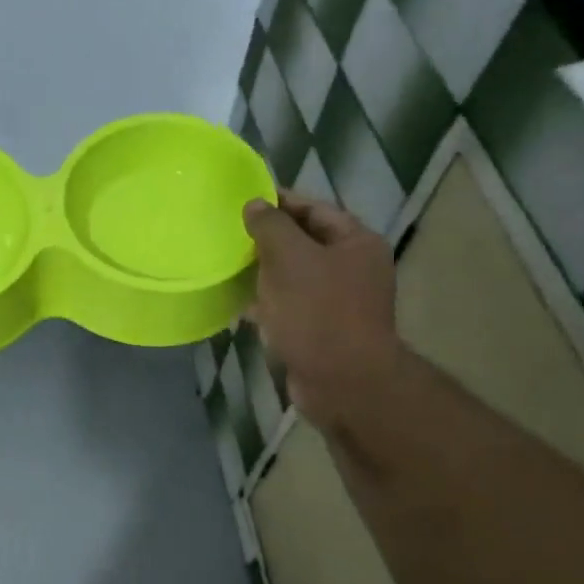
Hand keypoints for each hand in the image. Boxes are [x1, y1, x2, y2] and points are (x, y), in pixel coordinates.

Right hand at [244, 192, 398, 429]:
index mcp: (356, 243)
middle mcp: (352, 268)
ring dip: (263, 272)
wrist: (342, 382)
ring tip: (227, 265)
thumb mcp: (290, 259)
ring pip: (293, 276)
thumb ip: (270, 226)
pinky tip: (238, 303)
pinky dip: (265, 302)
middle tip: (229, 233)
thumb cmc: (318, 313)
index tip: (242, 200)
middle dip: (267, 238)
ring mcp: (337, 302)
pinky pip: (289, 306)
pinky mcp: (320, 330)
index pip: (314, 209)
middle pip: (304, 242)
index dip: (279, 202)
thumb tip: (255, 204)